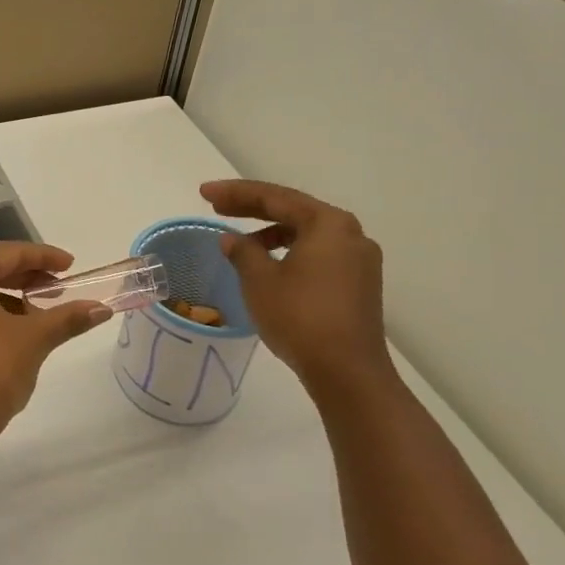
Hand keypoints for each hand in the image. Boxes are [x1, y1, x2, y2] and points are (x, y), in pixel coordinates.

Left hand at [0, 242, 111, 440]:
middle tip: (58, 288)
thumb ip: (67, 317)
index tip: (70, 266)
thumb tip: (101, 309)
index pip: (5, 253)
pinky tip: (14, 333)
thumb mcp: (35, 338)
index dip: (42, 256)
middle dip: (26, 276)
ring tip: (40, 314)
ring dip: (8, 296)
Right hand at [200, 180, 396, 397]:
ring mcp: (360, 261)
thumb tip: (232, 239)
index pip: (274, 197)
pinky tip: (270, 267)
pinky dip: (291, 253)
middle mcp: (350, 234)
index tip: (204, 193)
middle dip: (253, 209)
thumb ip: (243, 252)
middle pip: (294, 211)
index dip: (235, 193)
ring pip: (308, 235)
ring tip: (240, 244)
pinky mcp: (360, 285)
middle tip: (217, 207)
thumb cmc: (300, 317)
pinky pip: (319, 255)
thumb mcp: (260, 281)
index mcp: (328, 224)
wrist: (347, 372)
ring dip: (272, 233)